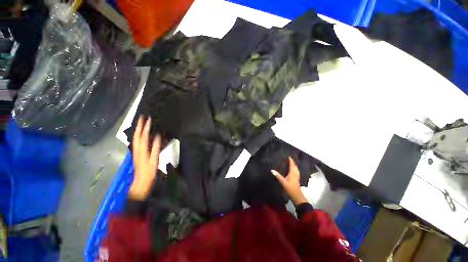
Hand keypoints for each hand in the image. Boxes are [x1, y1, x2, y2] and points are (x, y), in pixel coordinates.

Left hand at [129, 117, 160, 200]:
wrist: (141, 181)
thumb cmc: (149, 171)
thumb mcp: (154, 159)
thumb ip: (156, 147)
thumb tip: (157, 136)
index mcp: (141, 150)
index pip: (143, 135)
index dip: (145, 127)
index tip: (148, 119)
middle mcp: (137, 149)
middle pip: (137, 135)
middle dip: (139, 126)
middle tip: (141, 118)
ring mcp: (136, 151)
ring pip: (136, 138)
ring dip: (138, 130)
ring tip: (141, 123)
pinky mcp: (137, 153)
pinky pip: (137, 142)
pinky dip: (139, 136)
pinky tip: (142, 135)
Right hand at [271, 157, 307, 205]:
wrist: (297, 196)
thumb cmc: (290, 188)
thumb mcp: (283, 182)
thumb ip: (278, 176)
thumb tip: (272, 170)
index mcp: (292, 173)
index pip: (292, 165)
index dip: (291, 161)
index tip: (289, 157)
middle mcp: (295, 174)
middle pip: (295, 167)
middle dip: (293, 162)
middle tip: (290, 159)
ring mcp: (297, 177)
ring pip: (296, 169)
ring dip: (294, 165)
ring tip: (292, 163)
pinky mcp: (297, 180)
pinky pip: (296, 172)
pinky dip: (295, 169)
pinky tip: (294, 171)